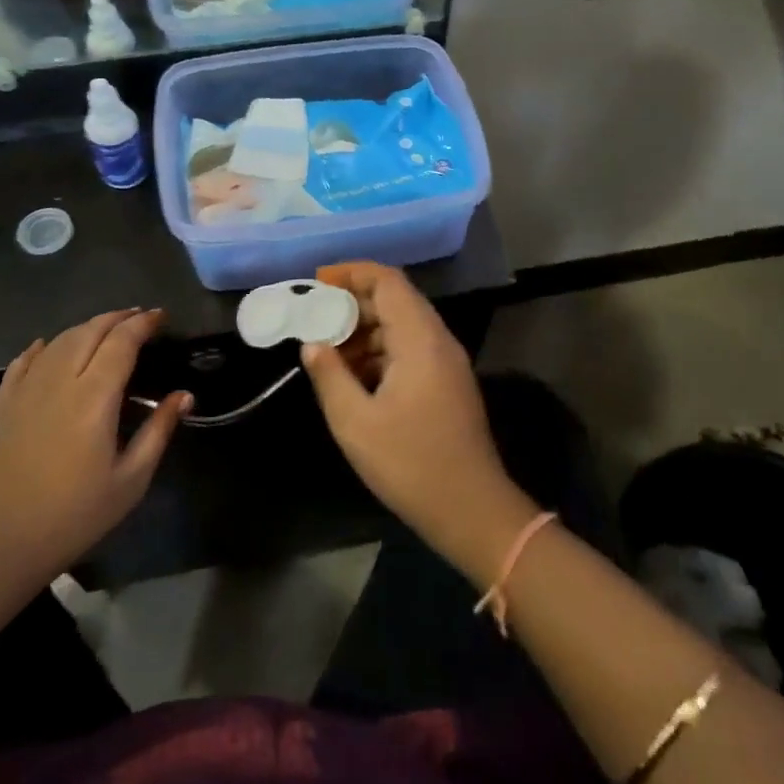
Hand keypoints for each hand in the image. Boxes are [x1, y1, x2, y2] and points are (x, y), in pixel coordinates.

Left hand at [0, 309, 189, 601]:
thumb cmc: (72, 516)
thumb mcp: (130, 481)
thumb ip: (158, 431)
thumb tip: (183, 396)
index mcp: (94, 396)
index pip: (122, 341)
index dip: (143, 323)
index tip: (161, 317)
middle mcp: (59, 380)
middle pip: (90, 330)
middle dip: (118, 318)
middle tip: (139, 318)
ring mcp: (25, 389)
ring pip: (59, 340)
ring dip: (86, 327)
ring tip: (105, 329)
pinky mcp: (1, 404)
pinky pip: (24, 361)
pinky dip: (43, 347)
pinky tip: (48, 346)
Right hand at [300, 264, 534, 581]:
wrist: (472, 510)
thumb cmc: (411, 464)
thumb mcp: (356, 423)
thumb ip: (330, 376)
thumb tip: (311, 344)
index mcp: (420, 339)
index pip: (388, 281)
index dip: (352, 273)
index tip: (317, 281)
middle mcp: (438, 340)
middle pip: (395, 300)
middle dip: (352, 304)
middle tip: (314, 319)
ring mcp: (446, 362)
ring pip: (402, 326)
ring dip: (365, 331)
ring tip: (327, 352)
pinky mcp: (447, 383)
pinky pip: (410, 349)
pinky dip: (380, 352)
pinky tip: (354, 377)